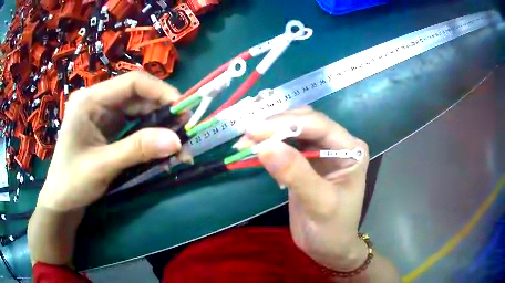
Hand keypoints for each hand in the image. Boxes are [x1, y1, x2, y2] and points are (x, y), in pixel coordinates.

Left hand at [39, 71, 182, 211]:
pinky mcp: (108, 126)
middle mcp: (98, 100)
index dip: (160, 91)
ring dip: (159, 124)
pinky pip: (133, 123)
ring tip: (177, 141)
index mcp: (90, 100)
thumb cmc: (72, 182)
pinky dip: (149, 133)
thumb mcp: (103, 166)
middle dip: (163, 110)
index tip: (184, 110)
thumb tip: (177, 141)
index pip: (132, 82)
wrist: (61, 199)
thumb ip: (137, 150)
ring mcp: (103, 113)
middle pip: (137, 95)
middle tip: (185, 129)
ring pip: (138, 109)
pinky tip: (161, 145)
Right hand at [243, 107, 369, 271]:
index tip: (254, 131)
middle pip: (304, 122)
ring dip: (268, 134)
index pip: (318, 125)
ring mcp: (320, 151)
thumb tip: (265, 146)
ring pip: (292, 131)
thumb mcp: (320, 204)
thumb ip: (296, 174)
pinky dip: (268, 146)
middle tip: (246, 136)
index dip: (286, 124)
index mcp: (351, 148)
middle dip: (275, 126)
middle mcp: (337, 143)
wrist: (329, 248)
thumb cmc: (333, 229)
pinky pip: (285, 146)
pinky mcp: (305, 162)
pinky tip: (253, 150)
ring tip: (244, 143)